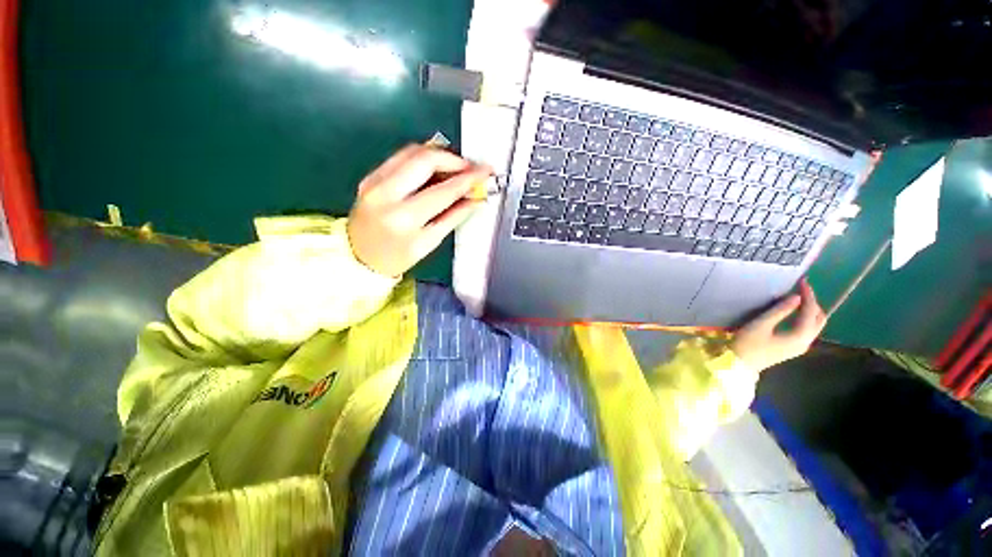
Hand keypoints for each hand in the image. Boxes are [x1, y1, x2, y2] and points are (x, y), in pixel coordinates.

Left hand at [347, 144, 491, 276]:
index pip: (444, 190)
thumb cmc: (397, 257)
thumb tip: (475, 199)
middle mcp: (386, 194)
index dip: (468, 178)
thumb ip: (453, 217)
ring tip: (455, 167)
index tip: (485, 171)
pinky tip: (434, 167)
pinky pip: (400, 157)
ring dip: (439, 155)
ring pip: (412, 151)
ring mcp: (374, 181)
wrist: (358, 258)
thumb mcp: (428, 243)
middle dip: (453, 159)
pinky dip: (422, 157)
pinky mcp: (369, 176)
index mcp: (405, 218)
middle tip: (470, 168)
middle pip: (425, 159)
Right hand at [730, 279, 826, 372]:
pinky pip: (807, 330)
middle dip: (813, 303)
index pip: (810, 311)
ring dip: (810, 311)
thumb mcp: (761, 324)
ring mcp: (800, 346)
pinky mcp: (793, 348)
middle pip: (818, 319)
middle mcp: (806, 341)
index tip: (803, 281)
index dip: (808, 295)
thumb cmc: (748, 343)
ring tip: (799, 298)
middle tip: (802, 289)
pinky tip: (795, 313)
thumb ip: (779, 311)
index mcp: (800, 336)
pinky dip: (805, 318)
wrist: (739, 364)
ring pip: (814, 325)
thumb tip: (796, 297)